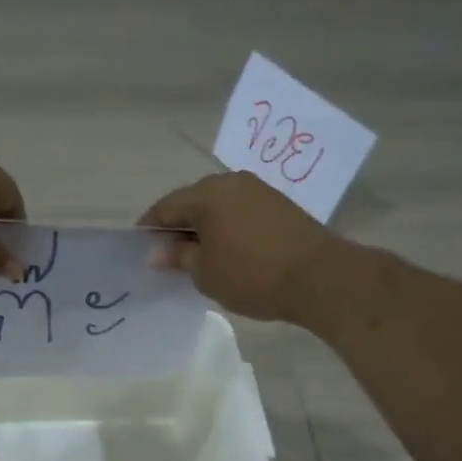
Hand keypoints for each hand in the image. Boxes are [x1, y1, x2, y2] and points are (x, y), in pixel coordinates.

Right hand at [139, 172, 348, 323]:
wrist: (320, 278)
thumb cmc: (251, 274)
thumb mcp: (204, 272)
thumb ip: (178, 257)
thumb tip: (158, 253)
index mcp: (207, 193)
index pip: (165, 207)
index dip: (149, 230)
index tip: (141, 252)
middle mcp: (232, 182)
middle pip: (192, 203)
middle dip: (177, 228)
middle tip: (168, 258)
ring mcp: (259, 191)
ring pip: (218, 208)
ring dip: (204, 229)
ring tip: (197, 259)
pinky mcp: (279, 206)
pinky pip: (239, 214)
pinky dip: (227, 230)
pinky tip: (227, 254)